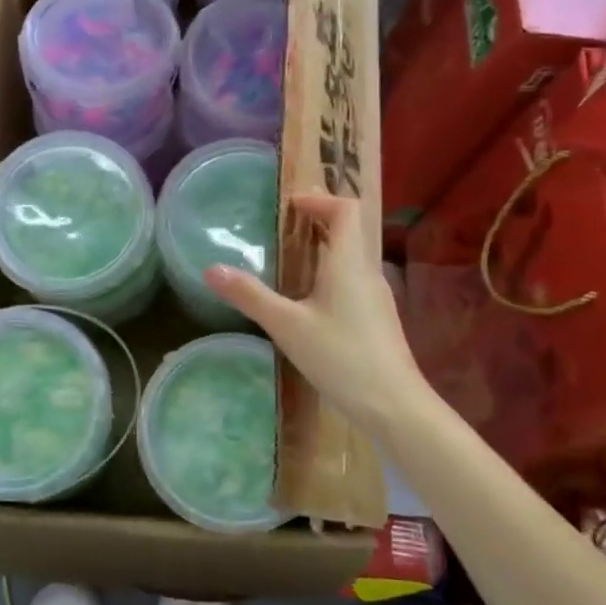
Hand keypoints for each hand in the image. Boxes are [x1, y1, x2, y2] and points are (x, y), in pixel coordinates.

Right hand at [205, 193, 425, 435]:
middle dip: (318, 221)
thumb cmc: (341, 357)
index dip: (319, 199)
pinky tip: (309, 302)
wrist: (394, 406)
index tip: (290, 206)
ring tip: (290, 260)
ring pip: (351, 258)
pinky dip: (330, 275)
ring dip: (324, 249)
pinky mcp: (377, 320)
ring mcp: (376, 298)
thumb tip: (211, 270)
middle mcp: (367, 273)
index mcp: (348, 264)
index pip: (345, 209)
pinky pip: (353, 282)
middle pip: (349, 231)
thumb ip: (250, 296)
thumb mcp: (287, 326)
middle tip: (283, 226)